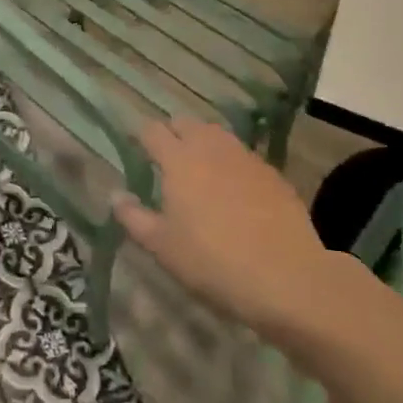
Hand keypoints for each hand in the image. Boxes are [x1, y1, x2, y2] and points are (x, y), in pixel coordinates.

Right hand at [113, 118, 352, 351]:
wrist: (287, 278)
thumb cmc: (212, 261)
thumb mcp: (161, 246)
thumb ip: (133, 216)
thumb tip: (116, 194)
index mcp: (178, 160)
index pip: (152, 131)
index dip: (140, 136)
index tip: (134, 147)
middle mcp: (211, 148)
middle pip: (186, 124)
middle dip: (172, 133)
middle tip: (165, 157)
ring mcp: (245, 158)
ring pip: (217, 135)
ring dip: (203, 143)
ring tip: (198, 168)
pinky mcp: (273, 174)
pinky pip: (243, 156)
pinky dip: (230, 162)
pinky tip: (233, 188)